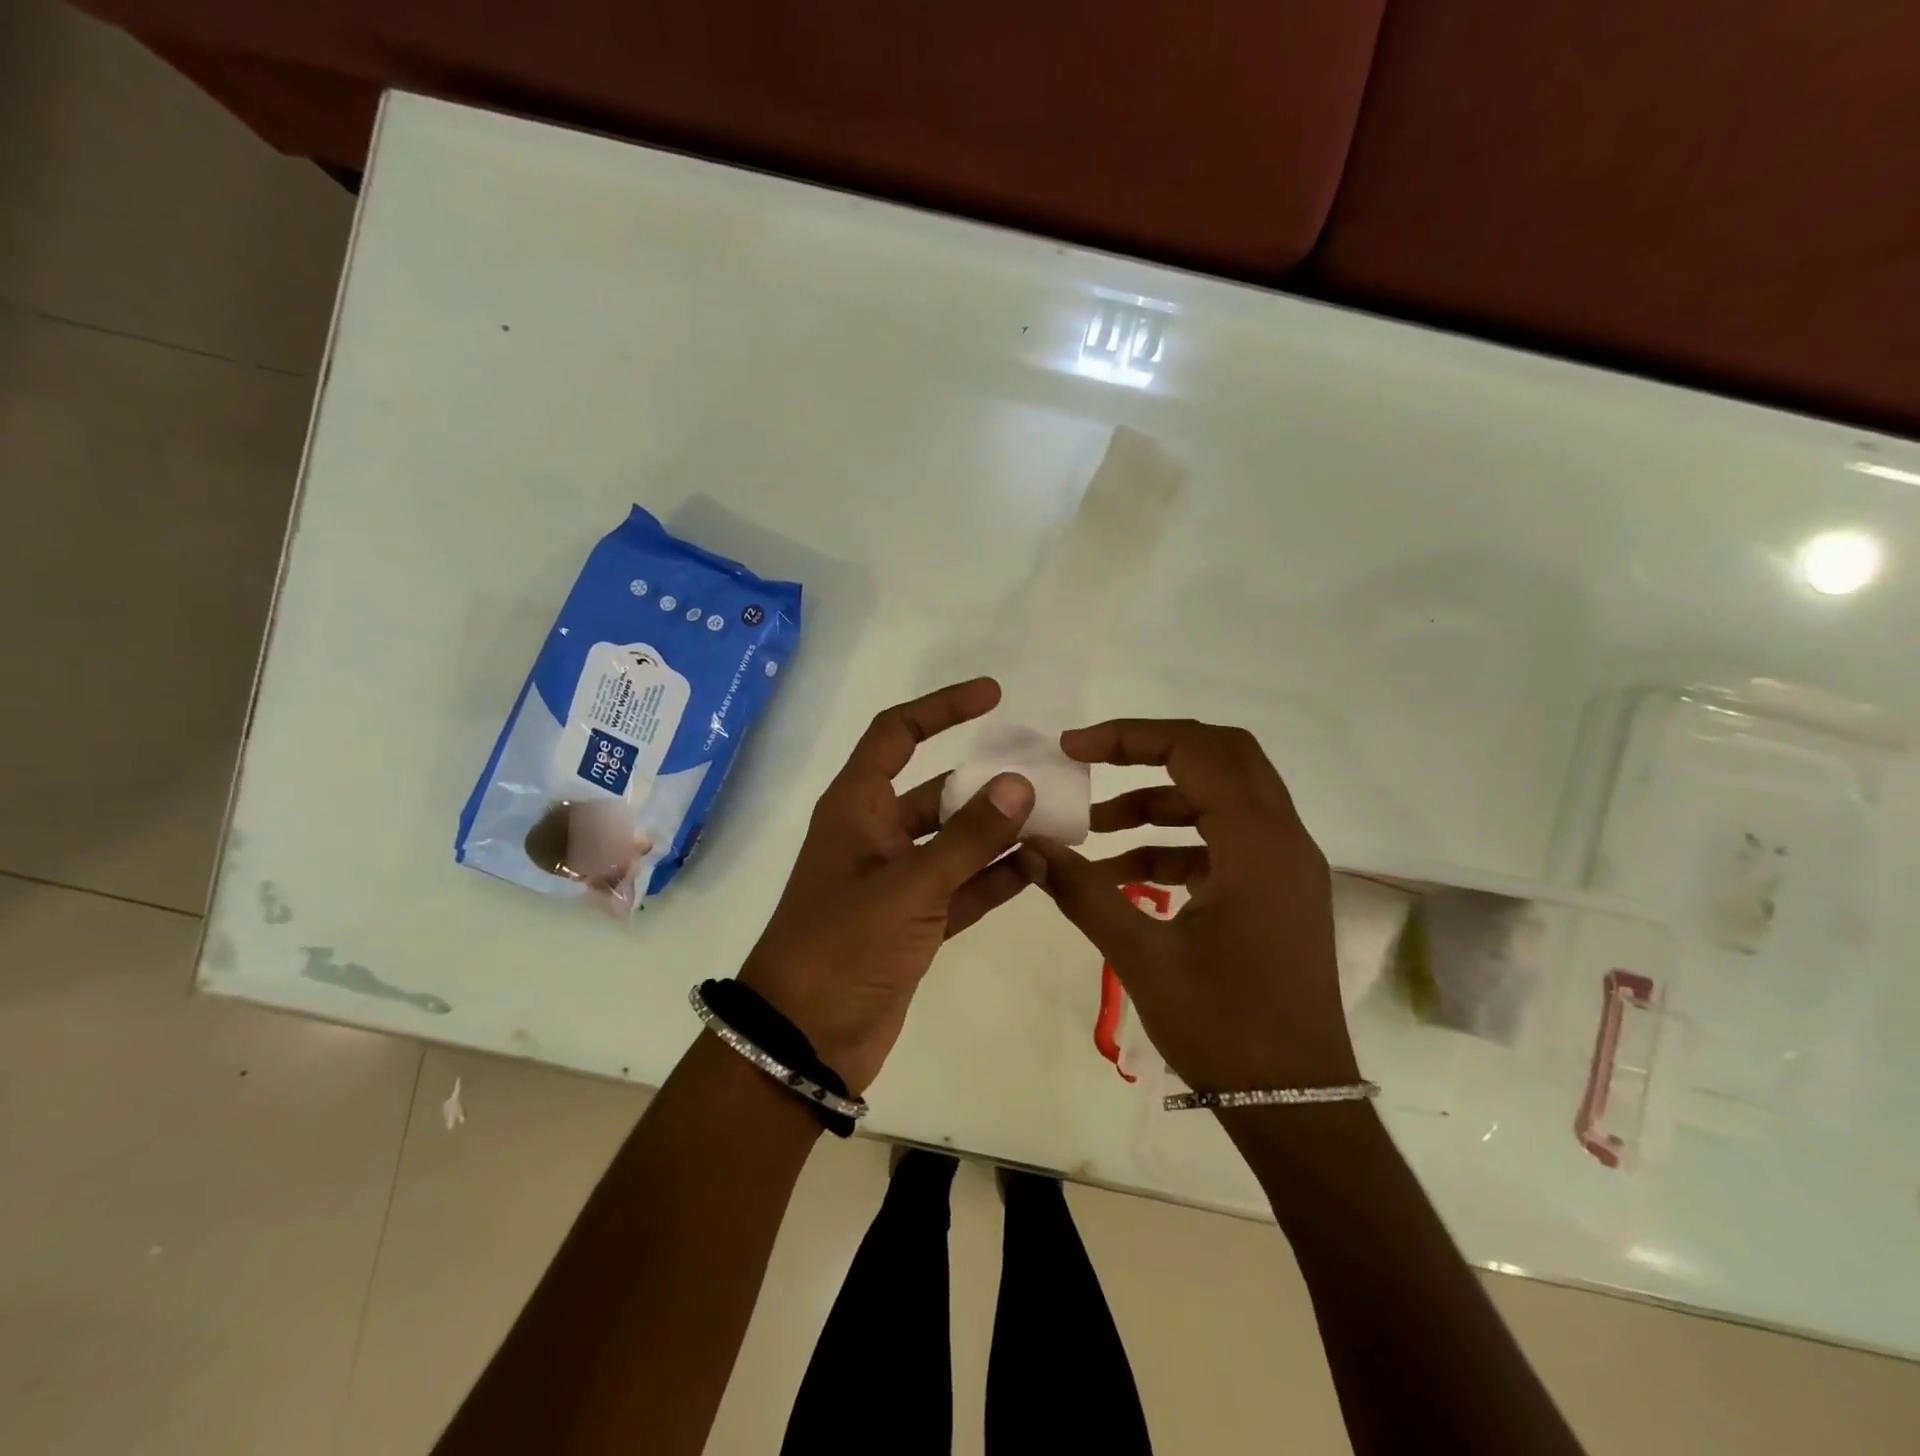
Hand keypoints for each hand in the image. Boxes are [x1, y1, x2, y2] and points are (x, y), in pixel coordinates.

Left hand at [739, 679, 1034, 1093]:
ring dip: (998, 833)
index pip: (896, 734)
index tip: (992, 695)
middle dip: (986, 784)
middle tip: (1043, 776)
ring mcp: (896, 882)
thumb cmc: (844, 945)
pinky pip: (962, 888)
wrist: (805, 1039)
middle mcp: (875, 836)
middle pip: (937, 791)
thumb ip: (967, 837)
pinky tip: (1039, 869)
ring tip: (1054, 823)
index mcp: (856, 809)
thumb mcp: (909, 886)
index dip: (941, 708)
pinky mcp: (913, 923)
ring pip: (955, 842)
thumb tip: (1018, 783)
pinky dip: (994, 878)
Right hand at [1020, 719, 1358, 1094]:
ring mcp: (1285, 868)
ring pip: (1222, 800)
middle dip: (1151, 751)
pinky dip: (1176, 845)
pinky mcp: (1277, 895)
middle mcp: (1282, 839)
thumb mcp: (1142, 955)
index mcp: (1258, 842)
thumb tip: (1029, 846)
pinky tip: (1124, 875)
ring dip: (1159, 802)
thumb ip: (1083, 891)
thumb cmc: (1224, 1027)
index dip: (1129, 737)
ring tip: (1096, 828)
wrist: (1297, 1106)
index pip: (1196, 751)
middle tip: (1092, 762)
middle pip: (1221, 757)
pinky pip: (1224, 844)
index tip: (1073, 750)